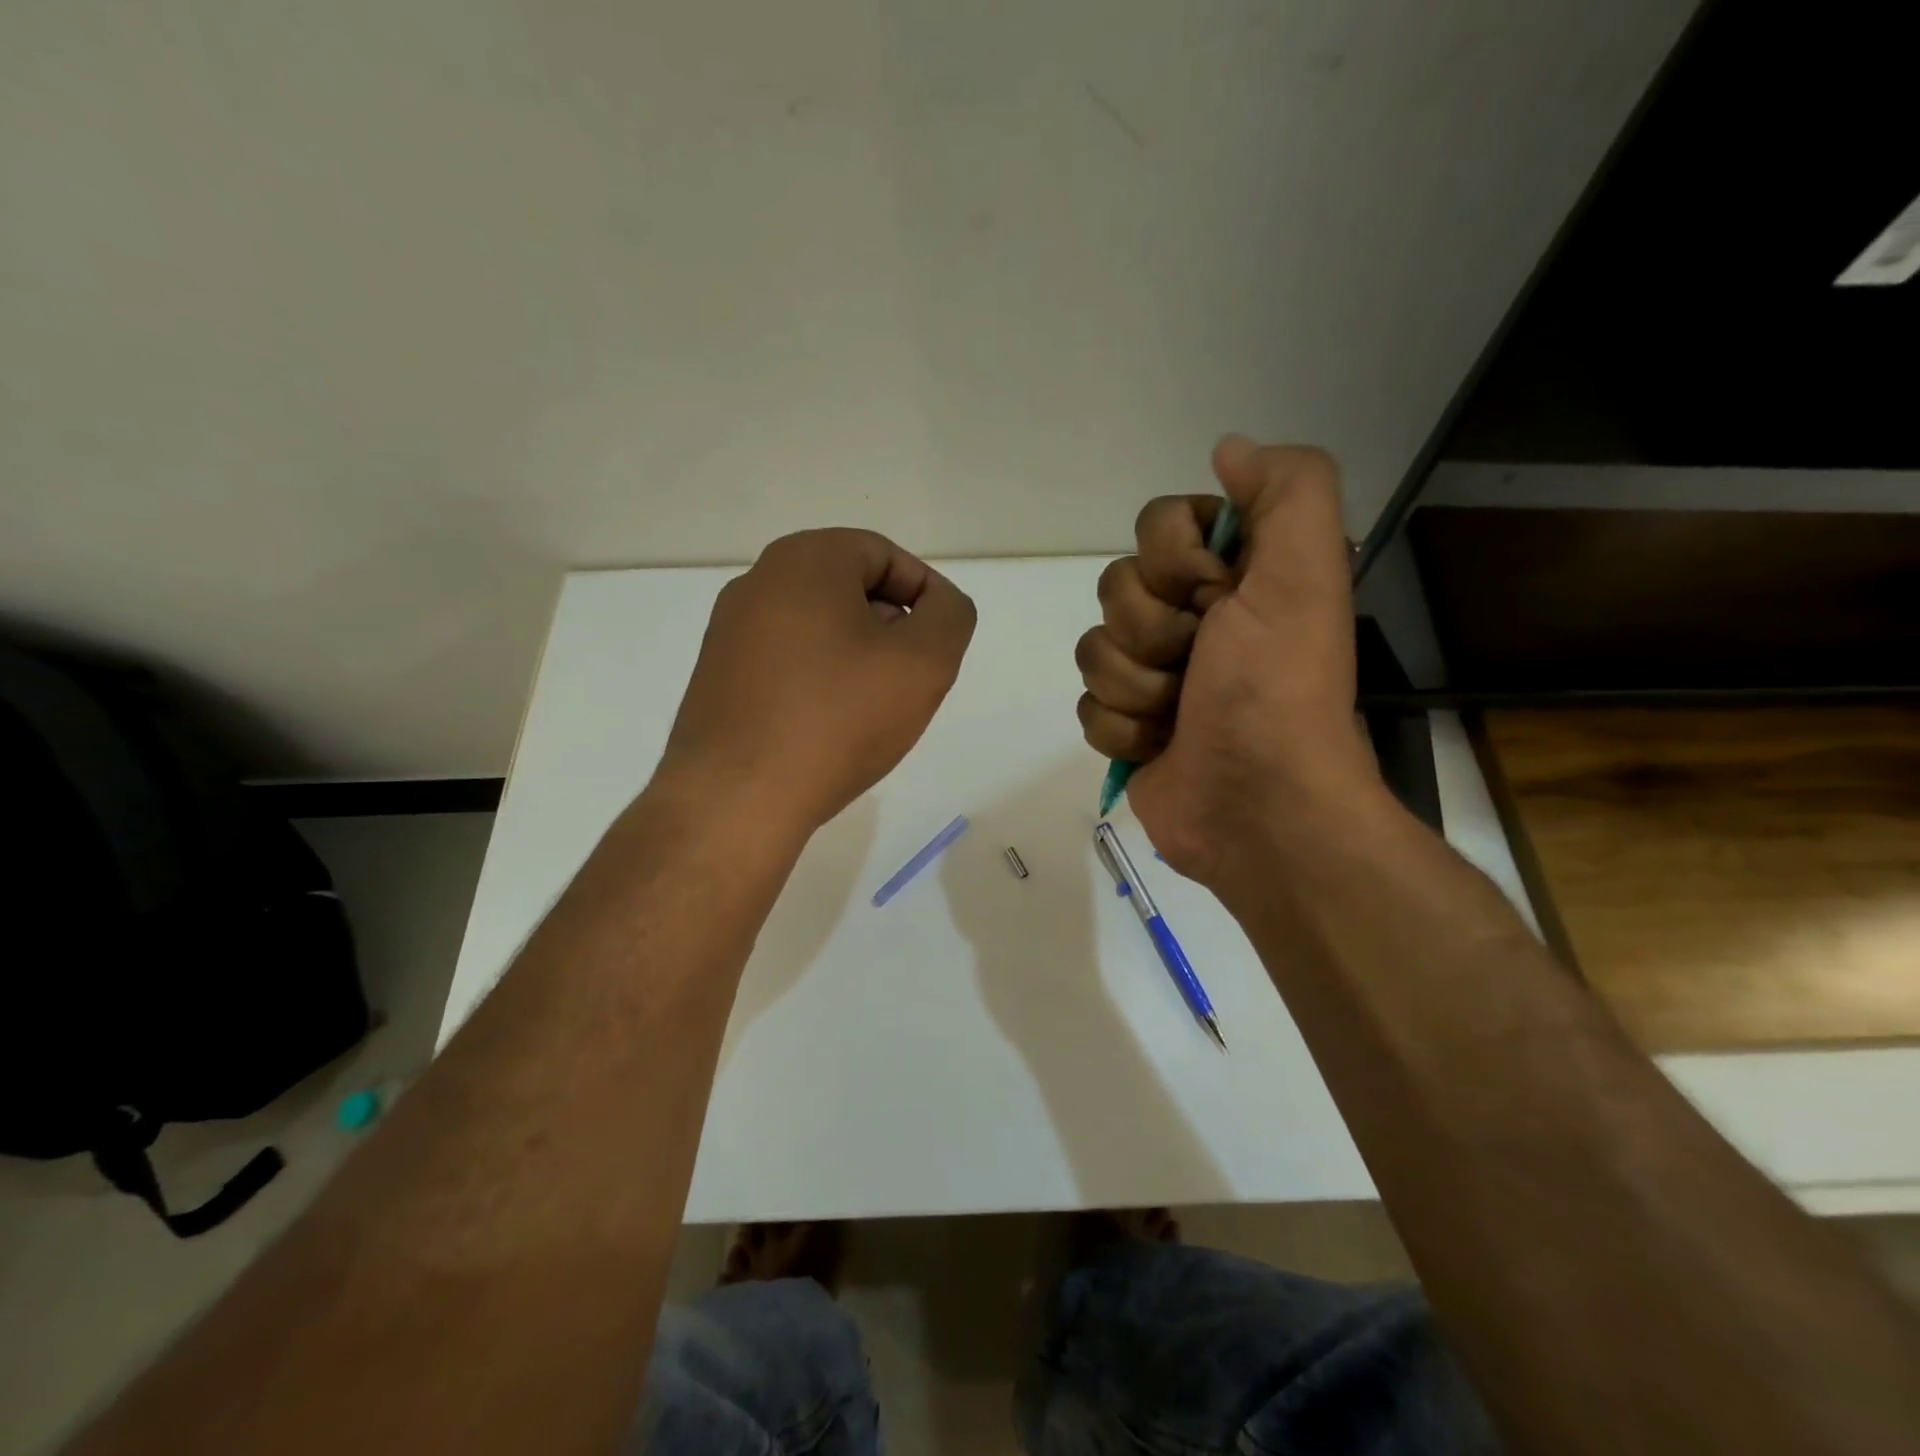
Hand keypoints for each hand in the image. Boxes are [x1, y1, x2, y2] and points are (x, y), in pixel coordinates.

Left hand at [662, 529, 975, 833]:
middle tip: (910, 681)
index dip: (925, 596)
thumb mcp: (924, 662)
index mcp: (805, 559)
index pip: (885, 555)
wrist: (736, 799)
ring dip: (857, 659)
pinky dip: (820, 682)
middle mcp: (758, 582)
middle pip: (849, 590)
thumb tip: (937, 605)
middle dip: (892, 629)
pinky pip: (787, 663)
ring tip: (873, 711)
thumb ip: (950, 616)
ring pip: (819, 629)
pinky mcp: (718, 678)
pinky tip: (830, 728)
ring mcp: (730, 632)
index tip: (939, 646)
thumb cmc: (837, 719)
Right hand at [1075, 436, 1383, 889]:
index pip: (1156, 523)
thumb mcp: (1304, 574)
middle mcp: (1192, 618)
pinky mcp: (1127, 726)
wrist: (1258, 808)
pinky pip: (1087, 705)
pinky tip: (1161, 747)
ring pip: (1093, 648)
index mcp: (1233, 577)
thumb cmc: (1275, 689)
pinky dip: (1124, 730)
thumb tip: (1229, 449)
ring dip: (1138, 687)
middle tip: (1200, 664)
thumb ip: (1287, 490)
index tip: (1216, 597)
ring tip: (1181, 715)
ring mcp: (1154, 675)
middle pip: (1115, 586)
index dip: (1175, 560)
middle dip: (1154, 632)